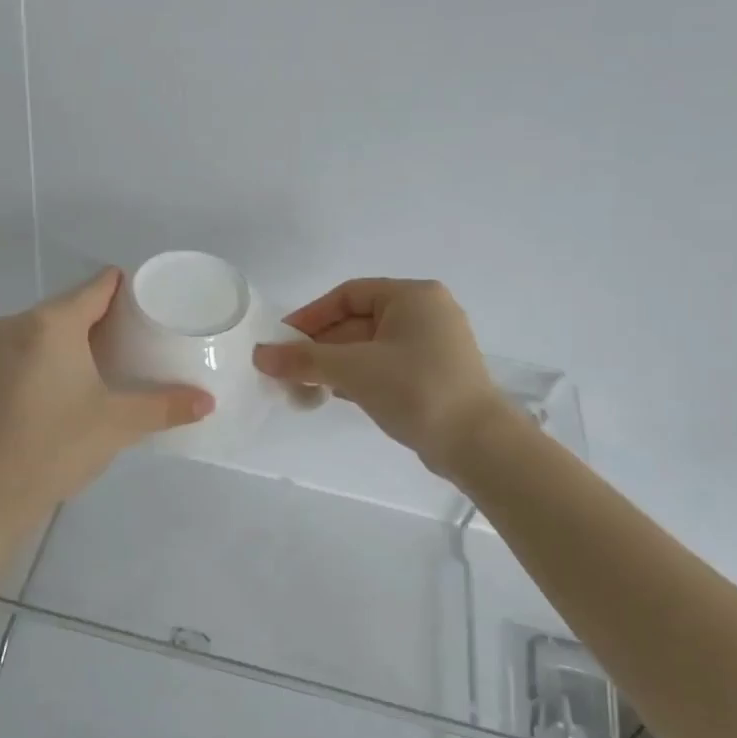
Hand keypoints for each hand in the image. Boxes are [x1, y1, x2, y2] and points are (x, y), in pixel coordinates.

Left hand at [0, 269, 213, 525]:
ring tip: (121, 360)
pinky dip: (60, 353)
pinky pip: (34, 347)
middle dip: (110, 318)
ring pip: (52, 328)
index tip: (158, 304)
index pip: (98, 286)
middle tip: (147, 338)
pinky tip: (82, 380)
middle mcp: (19, 324)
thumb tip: (209, 402)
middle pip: (75, 305)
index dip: (131, 289)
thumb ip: (166, 406)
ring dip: (84, 337)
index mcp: (50, 323)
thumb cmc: (55, 446)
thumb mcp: (118, 424)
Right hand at [253, 278, 509, 475]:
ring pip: (370, 346)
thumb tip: (260, 355)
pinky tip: (334, 395)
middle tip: (288, 369)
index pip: (349, 295)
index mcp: (412, 296)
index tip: (282, 341)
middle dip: (321, 345)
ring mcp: (432, 346)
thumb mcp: (354, 370)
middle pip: (358, 321)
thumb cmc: (416, 389)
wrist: (476, 443)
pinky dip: (358, 377)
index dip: (311, 316)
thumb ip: (304, 360)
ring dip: (336, 364)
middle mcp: (426, 313)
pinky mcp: (433, 375)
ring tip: (304, 385)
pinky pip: (385, 366)